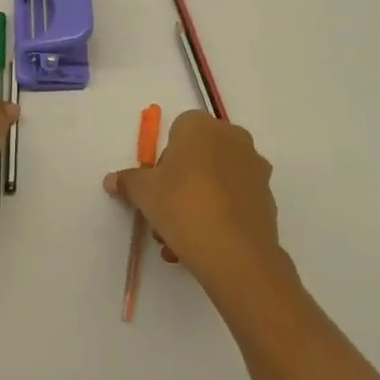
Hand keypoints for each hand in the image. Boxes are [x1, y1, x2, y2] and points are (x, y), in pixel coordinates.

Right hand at [105, 111, 286, 298]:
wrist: (236, 253)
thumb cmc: (182, 206)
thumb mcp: (143, 193)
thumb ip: (127, 182)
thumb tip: (111, 181)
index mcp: (201, 126)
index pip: (176, 132)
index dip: (163, 161)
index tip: (156, 188)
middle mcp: (232, 138)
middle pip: (197, 157)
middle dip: (179, 184)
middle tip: (165, 215)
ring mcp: (255, 168)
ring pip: (215, 181)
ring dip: (197, 204)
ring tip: (179, 241)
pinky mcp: (268, 198)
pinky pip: (234, 201)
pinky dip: (219, 216)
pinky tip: (204, 245)